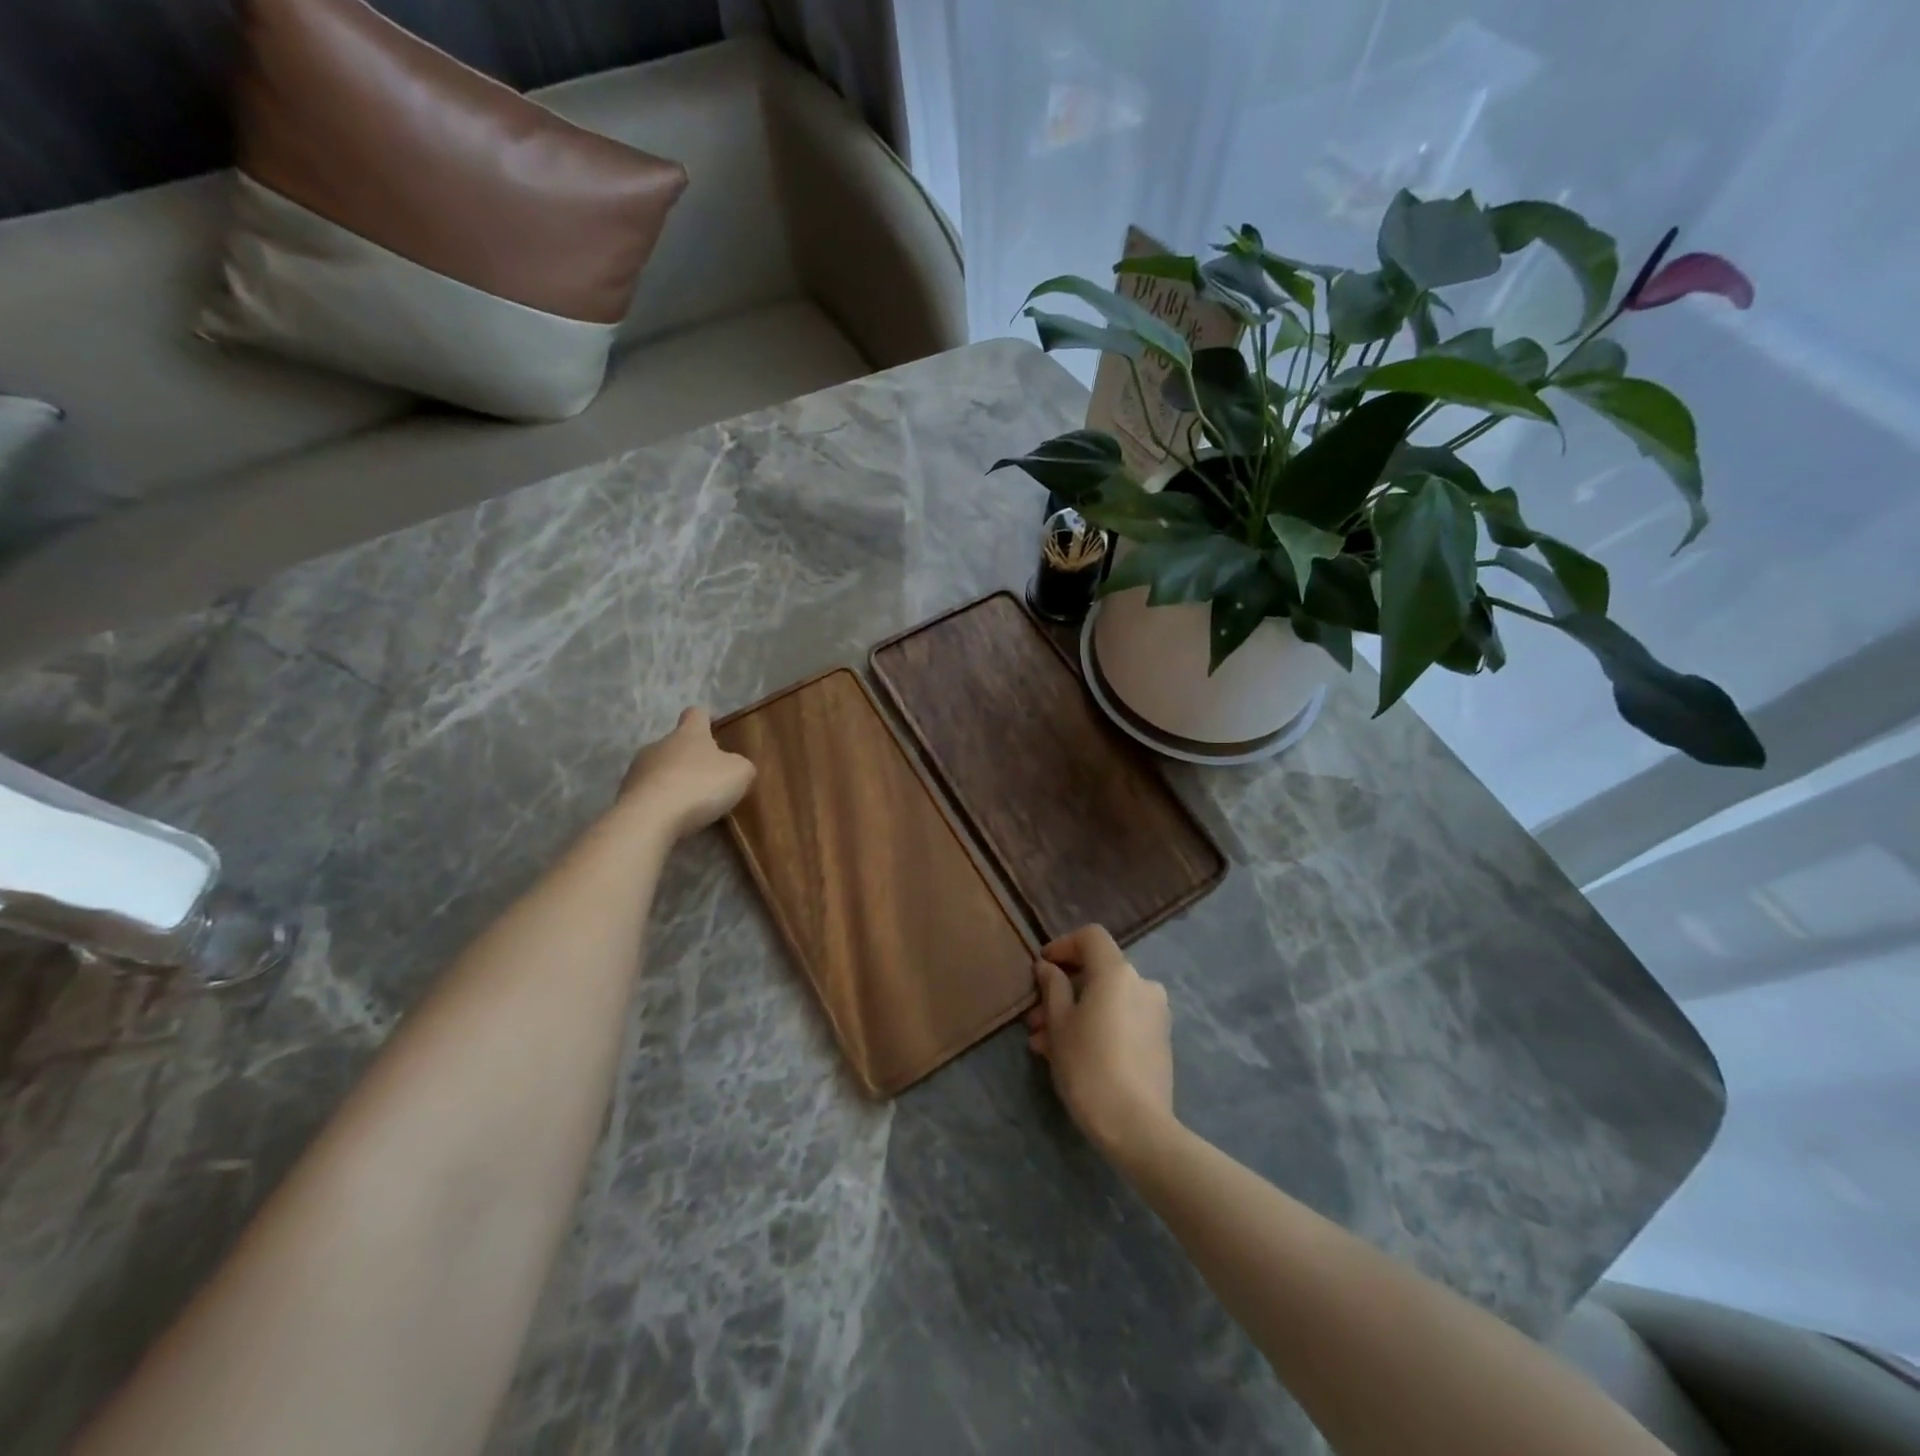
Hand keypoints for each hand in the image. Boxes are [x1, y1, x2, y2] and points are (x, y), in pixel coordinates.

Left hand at [616, 707, 755, 841]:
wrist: (649, 817)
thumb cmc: (699, 786)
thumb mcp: (739, 774)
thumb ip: (741, 766)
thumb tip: (735, 767)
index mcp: (688, 734)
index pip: (696, 714)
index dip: (707, 718)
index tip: (714, 727)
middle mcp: (659, 744)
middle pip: (677, 744)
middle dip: (691, 758)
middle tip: (709, 779)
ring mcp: (637, 769)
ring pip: (660, 769)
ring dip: (674, 780)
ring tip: (690, 804)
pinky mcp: (625, 795)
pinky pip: (648, 793)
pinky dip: (660, 802)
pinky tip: (672, 818)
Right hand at [1026, 924, 1175, 1165]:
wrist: (1137, 1126)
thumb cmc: (1089, 1066)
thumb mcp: (1058, 1025)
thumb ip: (1052, 988)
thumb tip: (1048, 967)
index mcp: (1117, 972)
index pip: (1091, 937)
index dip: (1063, 945)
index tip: (1041, 967)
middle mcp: (1142, 984)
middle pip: (1098, 972)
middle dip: (1063, 990)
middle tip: (1035, 1018)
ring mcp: (1155, 1014)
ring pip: (1107, 1000)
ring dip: (1076, 1013)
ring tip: (1045, 1045)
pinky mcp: (1160, 1041)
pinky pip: (1122, 1020)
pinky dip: (1097, 1026)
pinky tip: (1072, 1055)